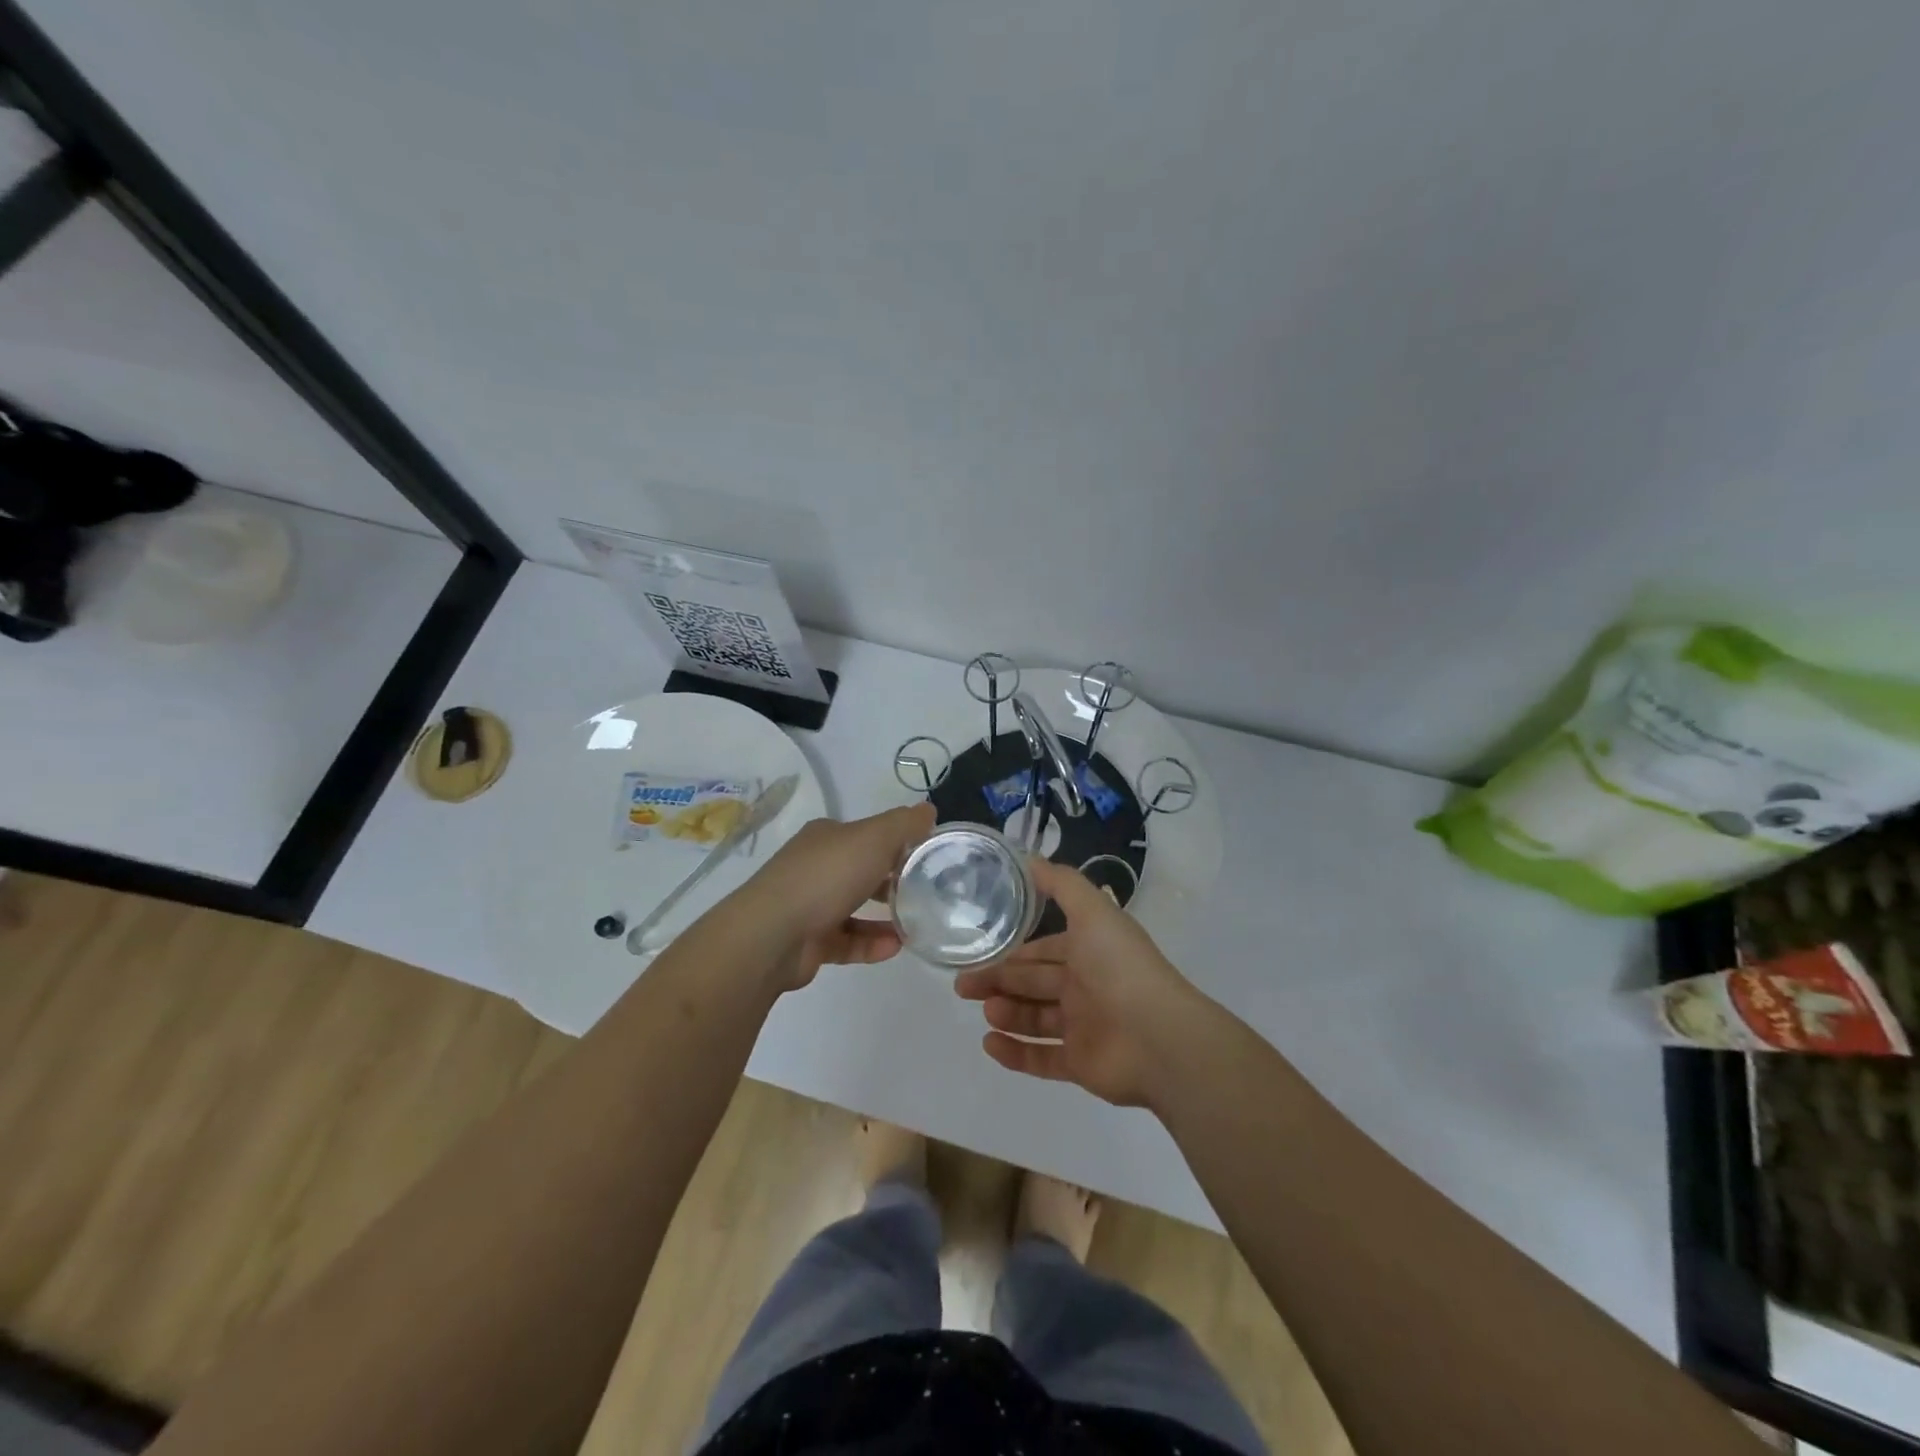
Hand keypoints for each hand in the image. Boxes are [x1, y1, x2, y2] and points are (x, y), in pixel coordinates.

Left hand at [731, 803, 934, 988]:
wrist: (772, 935)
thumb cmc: (826, 876)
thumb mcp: (874, 838)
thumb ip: (904, 824)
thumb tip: (929, 809)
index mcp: (826, 837)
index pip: (867, 834)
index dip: (897, 841)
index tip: (927, 855)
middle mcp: (815, 867)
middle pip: (860, 870)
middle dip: (892, 879)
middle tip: (926, 891)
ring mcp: (809, 905)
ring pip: (854, 908)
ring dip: (885, 915)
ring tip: (916, 923)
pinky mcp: (809, 942)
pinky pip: (847, 941)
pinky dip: (871, 943)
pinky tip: (895, 947)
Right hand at [954, 858, 1210, 1108]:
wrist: (1158, 1037)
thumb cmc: (1120, 968)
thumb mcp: (1092, 911)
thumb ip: (1061, 884)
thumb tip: (1030, 859)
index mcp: (1089, 951)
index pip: (1044, 950)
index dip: (1014, 952)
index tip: (980, 951)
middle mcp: (1086, 987)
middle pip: (1033, 984)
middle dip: (999, 981)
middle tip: (963, 984)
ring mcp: (1084, 1028)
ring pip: (1034, 1019)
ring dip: (1006, 1013)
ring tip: (985, 1010)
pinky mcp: (1080, 1064)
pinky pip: (1041, 1059)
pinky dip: (1015, 1053)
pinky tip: (989, 1044)